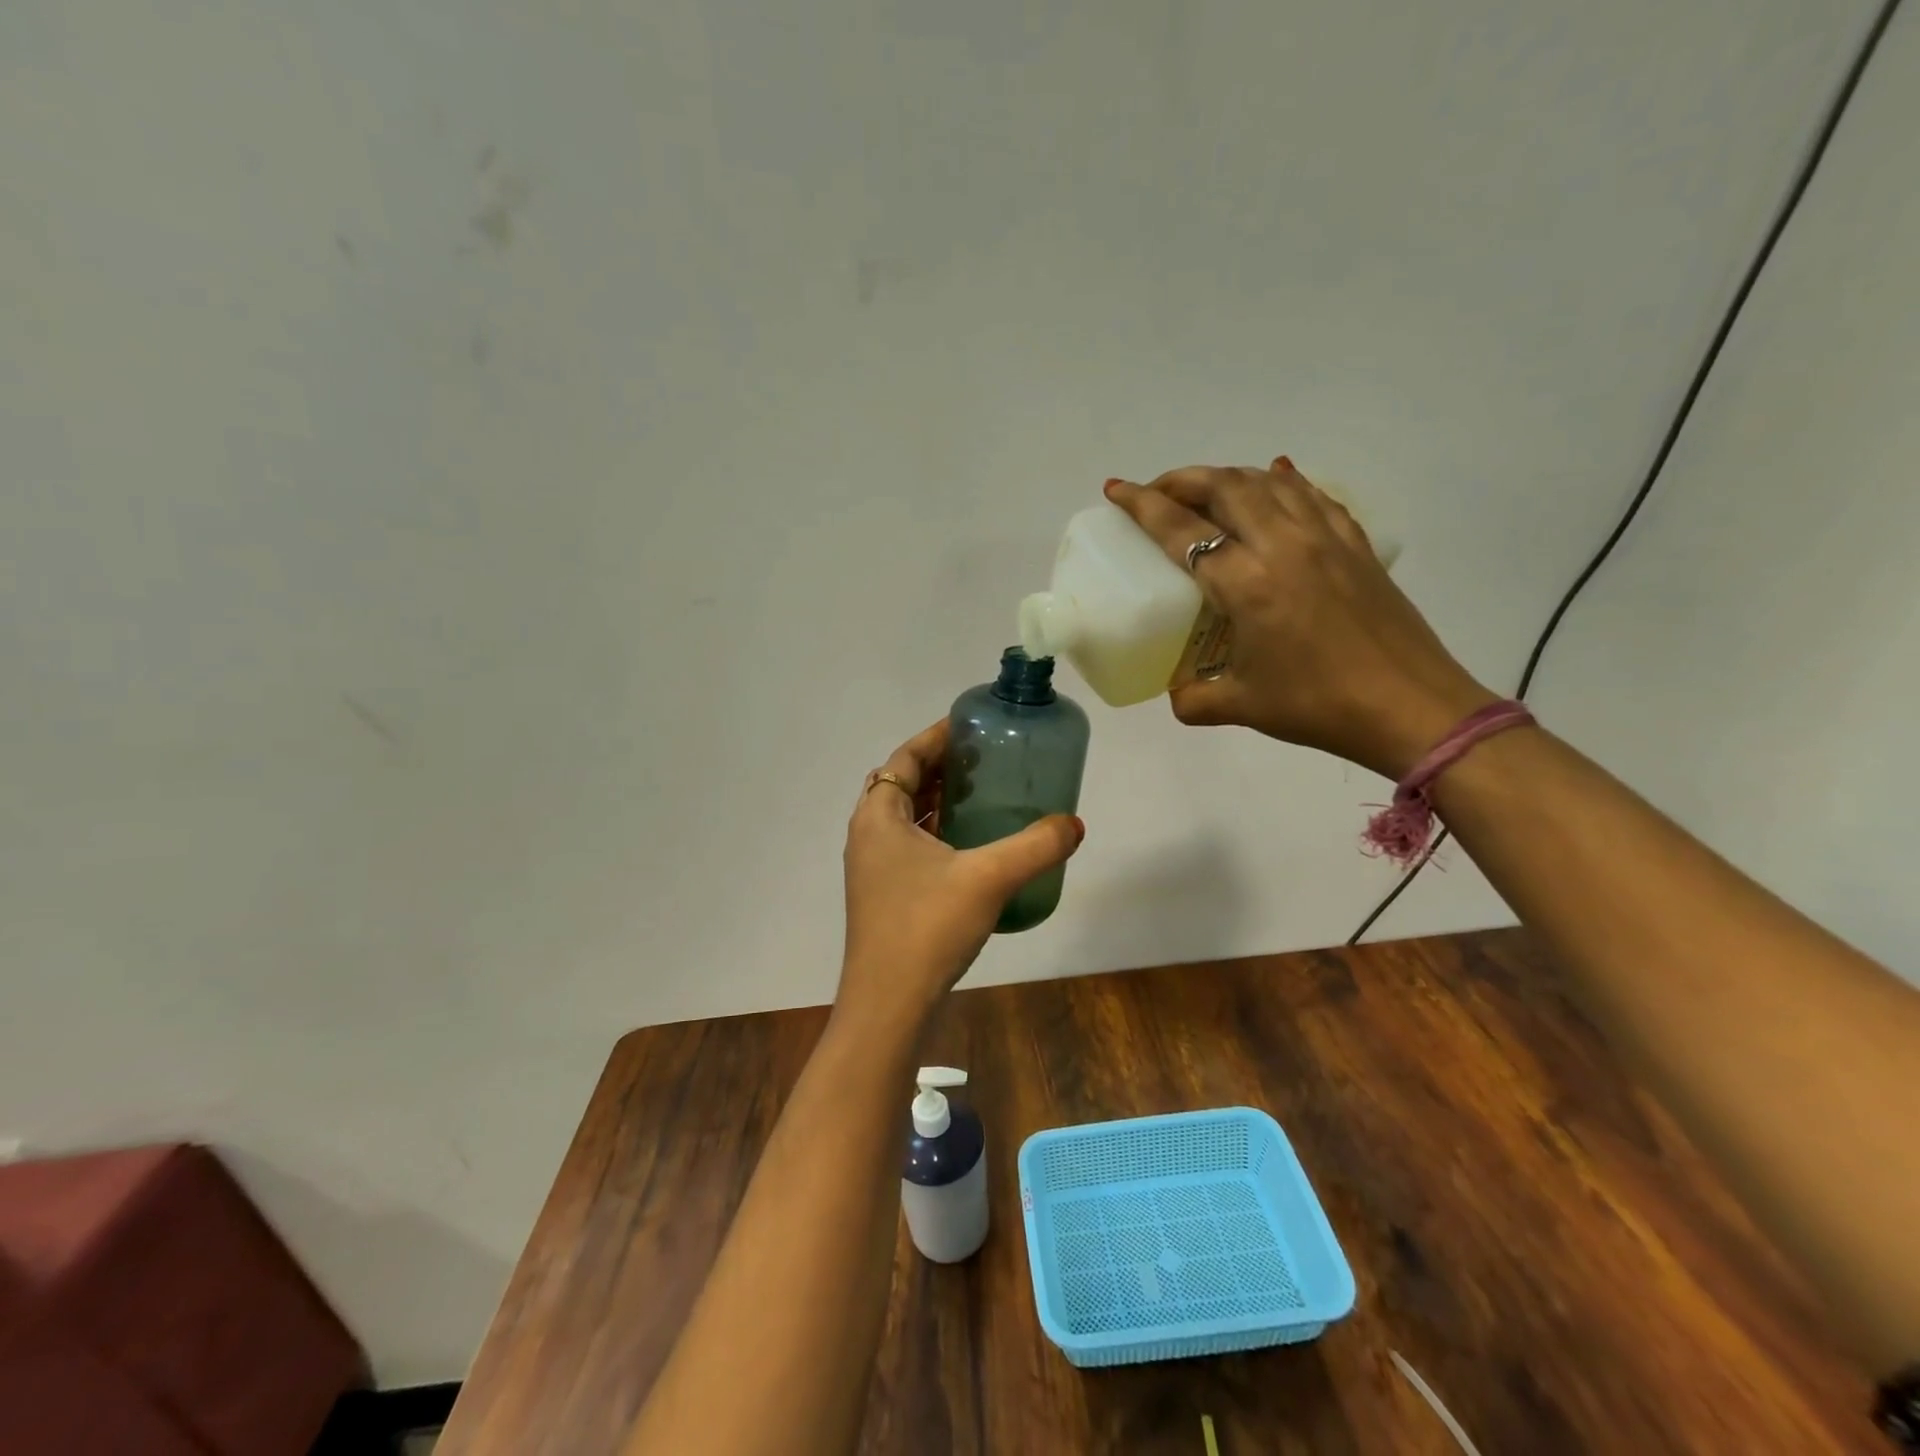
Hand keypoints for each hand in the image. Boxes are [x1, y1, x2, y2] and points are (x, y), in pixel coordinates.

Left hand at [839, 720, 1083, 1027]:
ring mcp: (872, 868)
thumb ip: (1035, 846)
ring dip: (937, 801)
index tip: (970, 725)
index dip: (935, 737)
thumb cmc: (927, 927)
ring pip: (905, 818)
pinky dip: (936, 833)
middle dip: (939, 767)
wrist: (889, 1004)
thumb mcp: (988, 878)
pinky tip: (971, 846)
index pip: (904, 758)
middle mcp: (868, 835)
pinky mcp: (883, 895)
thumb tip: (1074, 824)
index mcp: (878, 817)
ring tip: (981, 794)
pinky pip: (909, 846)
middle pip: (901, 784)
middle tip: (983, 759)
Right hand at [1105, 460, 1495, 778]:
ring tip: (1206, 490)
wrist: (1411, 708)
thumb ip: (1195, 698)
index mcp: (1246, 583)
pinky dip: (1283, 482)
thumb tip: (1176, 693)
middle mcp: (1283, 545)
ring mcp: (1325, 538)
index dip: (1143, 505)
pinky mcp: (1356, 544)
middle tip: (1157, 491)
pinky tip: (1276, 480)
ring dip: (1228, 476)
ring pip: (1268, 482)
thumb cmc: (1319, 706)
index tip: (1116, 489)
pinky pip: (1312, 495)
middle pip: (1224, 487)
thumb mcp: (1243, 706)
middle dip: (1182, 479)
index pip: (1182, 530)